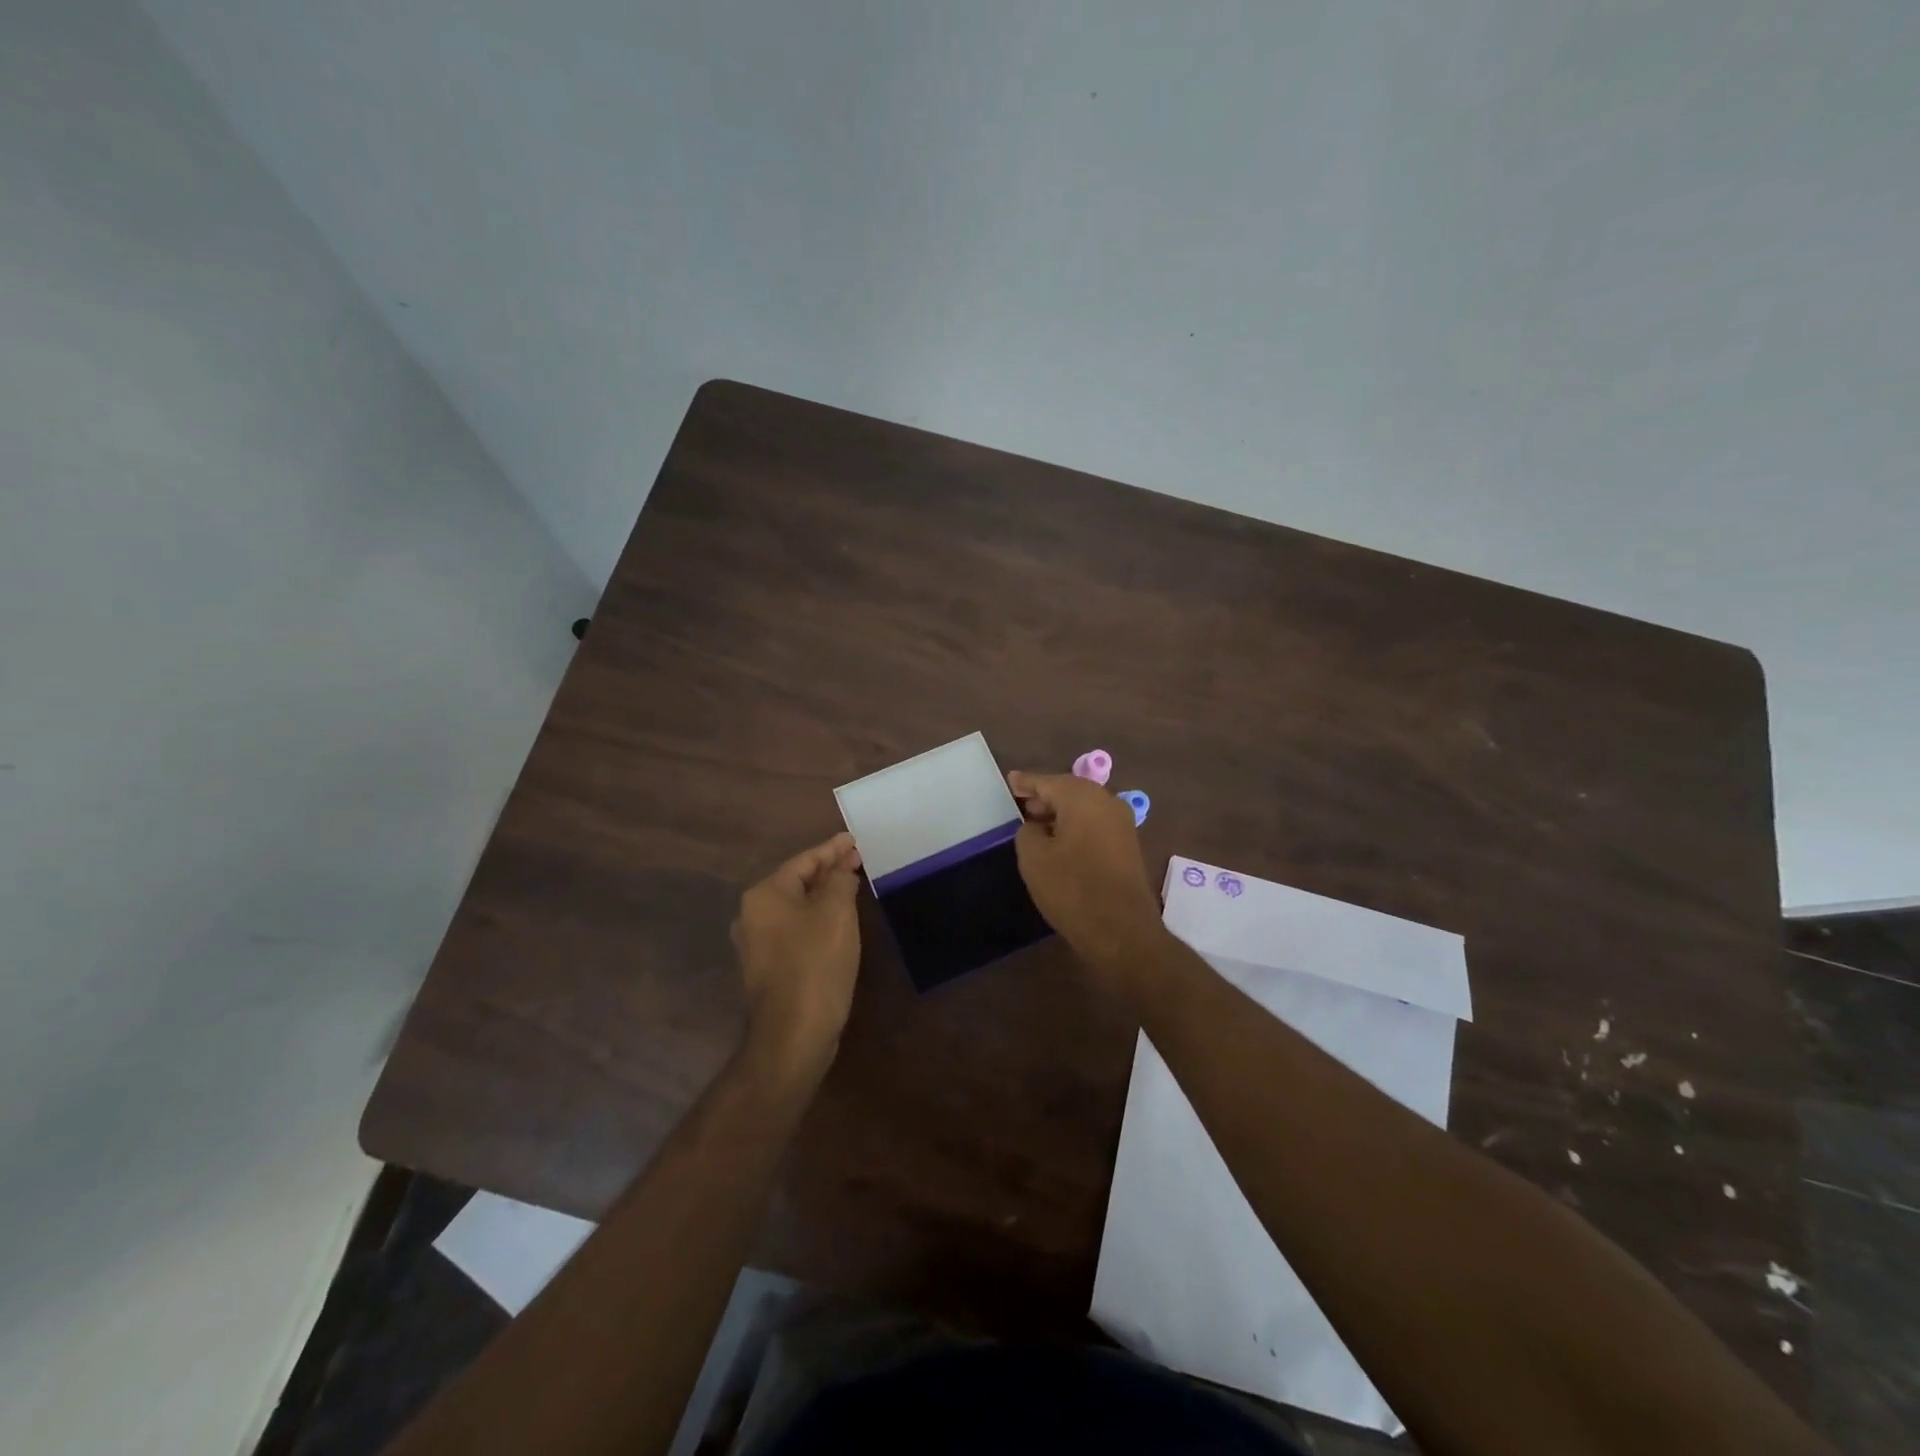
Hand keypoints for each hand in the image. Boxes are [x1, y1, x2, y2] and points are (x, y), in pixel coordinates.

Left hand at [731, 832, 863, 1081]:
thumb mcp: (836, 913)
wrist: (793, 1034)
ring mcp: (756, 943)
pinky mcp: (767, 967)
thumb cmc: (815, 964)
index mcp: (765, 895)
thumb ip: (840, 881)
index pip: (804, 860)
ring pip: (795, 907)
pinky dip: (815, 918)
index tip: (854, 840)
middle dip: (827, 870)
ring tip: (850, 885)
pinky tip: (836, 921)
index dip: (832, 849)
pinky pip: (794, 929)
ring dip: (822, 895)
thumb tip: (840, 870)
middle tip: (857, 860)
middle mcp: (752, 914)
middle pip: (796, 881)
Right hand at [1008, 771, 1163, 975]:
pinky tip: (1059, 840)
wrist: (1121, 930)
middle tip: (1020, 802)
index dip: (1026, 782)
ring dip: (1060, 813)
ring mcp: (1122, 824)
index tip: (1010, 780)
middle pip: (1069, 791)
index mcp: (1083, 797)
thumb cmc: (1072, 888)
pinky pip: (1094, 824)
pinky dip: (1075, 826)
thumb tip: (1037, 827)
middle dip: (1044, 796)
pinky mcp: (1127, 845)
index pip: (1047, 782)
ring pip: (1084, 808)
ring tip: (1035, 822)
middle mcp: (1107, 802)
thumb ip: (1028, 832)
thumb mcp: (1034, 858)